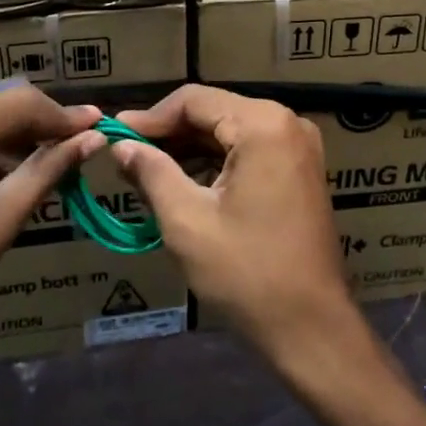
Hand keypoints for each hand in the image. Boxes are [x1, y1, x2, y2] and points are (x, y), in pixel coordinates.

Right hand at [112, 85, 354, 365]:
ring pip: (230, 131)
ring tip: (146, 170)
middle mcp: (287, 123)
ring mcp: (299, 146)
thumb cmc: (246, 272)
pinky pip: (250, 150)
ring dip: (190, 148)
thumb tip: (122, 145)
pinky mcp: (301, 170)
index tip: (115, 136)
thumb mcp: (187, 221)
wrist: (311, 326)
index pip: (194, 100)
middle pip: (214, 111)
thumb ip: (152, 172)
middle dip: (169, 133)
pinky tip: (184, 180)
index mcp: (263, 124)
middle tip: (126, 155)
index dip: (150, 117)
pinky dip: (216, 162)